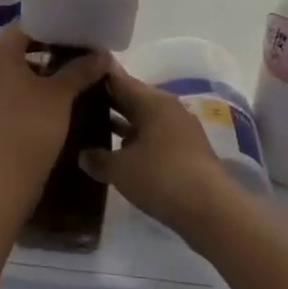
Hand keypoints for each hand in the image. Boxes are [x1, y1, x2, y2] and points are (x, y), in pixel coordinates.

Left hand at [0, 25, 110, 188]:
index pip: (26, 25)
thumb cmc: (32, 124)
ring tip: (69, 76)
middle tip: (76, 53)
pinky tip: (53, 100)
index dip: (51, 27)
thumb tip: (102, 55)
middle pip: (19, 47)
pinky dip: (30, 89)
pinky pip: (10, 89)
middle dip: (48, 48)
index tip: (75, 33)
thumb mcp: (61, 94)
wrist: (5, 174)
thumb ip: (80, 69)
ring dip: (40, 70)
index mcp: (0, 52)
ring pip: (16, 70)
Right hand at [80, 67, 239, 240]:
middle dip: (107, 102)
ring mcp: (180, 130)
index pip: (118, 79)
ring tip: (92, 130)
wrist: (213, 211)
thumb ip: (97, 159)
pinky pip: (154, 138)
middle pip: (132, 98)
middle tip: (77, 104)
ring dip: (121, 125)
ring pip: (143, 120)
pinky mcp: (187, 152)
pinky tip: (119, 154)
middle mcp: (168, 108)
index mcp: (152, 101)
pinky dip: (136, 142)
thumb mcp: (121, 170)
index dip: (96, 77)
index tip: (75, 77)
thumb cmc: (162, 178)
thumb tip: (82, 154)